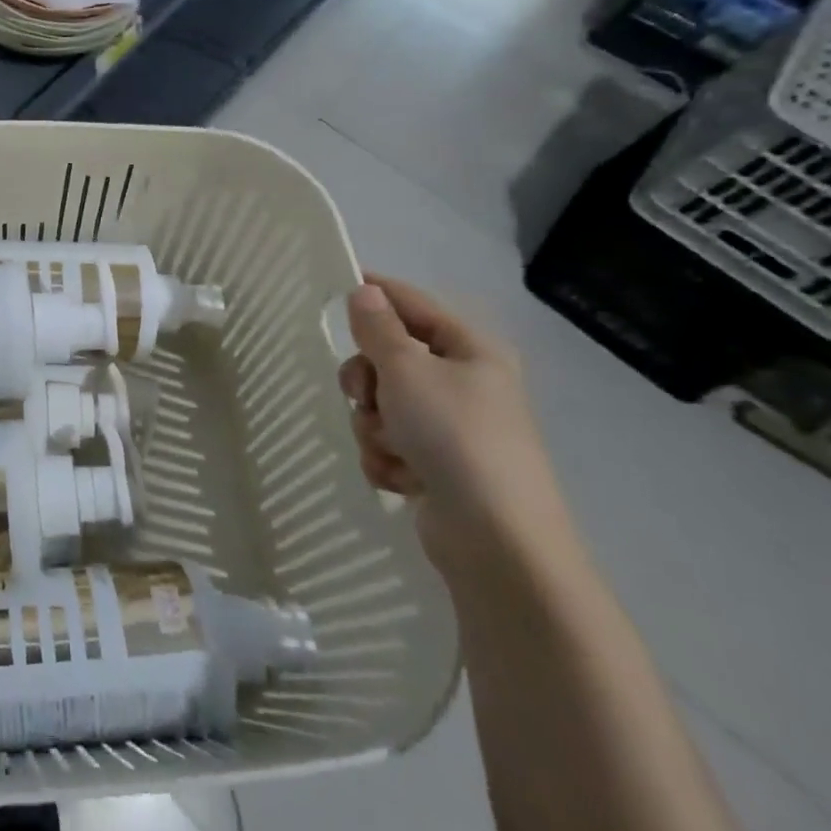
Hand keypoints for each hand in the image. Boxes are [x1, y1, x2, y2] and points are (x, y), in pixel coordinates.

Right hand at [339, 276, 571, 574]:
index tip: (335, 289)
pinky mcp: (439, 466)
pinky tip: (402, 478)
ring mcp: (451, 428)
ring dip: (373, 426)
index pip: (412, 303)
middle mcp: (464, 383)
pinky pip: (390, 444)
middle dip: (366, 382)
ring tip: (391, 448)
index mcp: (470, 350)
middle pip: (388, 358)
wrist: (496, 540)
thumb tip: (364, 291)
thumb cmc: (453, 435)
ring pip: (382, 405)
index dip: (374, 293)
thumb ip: (378, 327)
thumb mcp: (407, 369)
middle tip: (363, 396)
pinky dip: (386, 458)